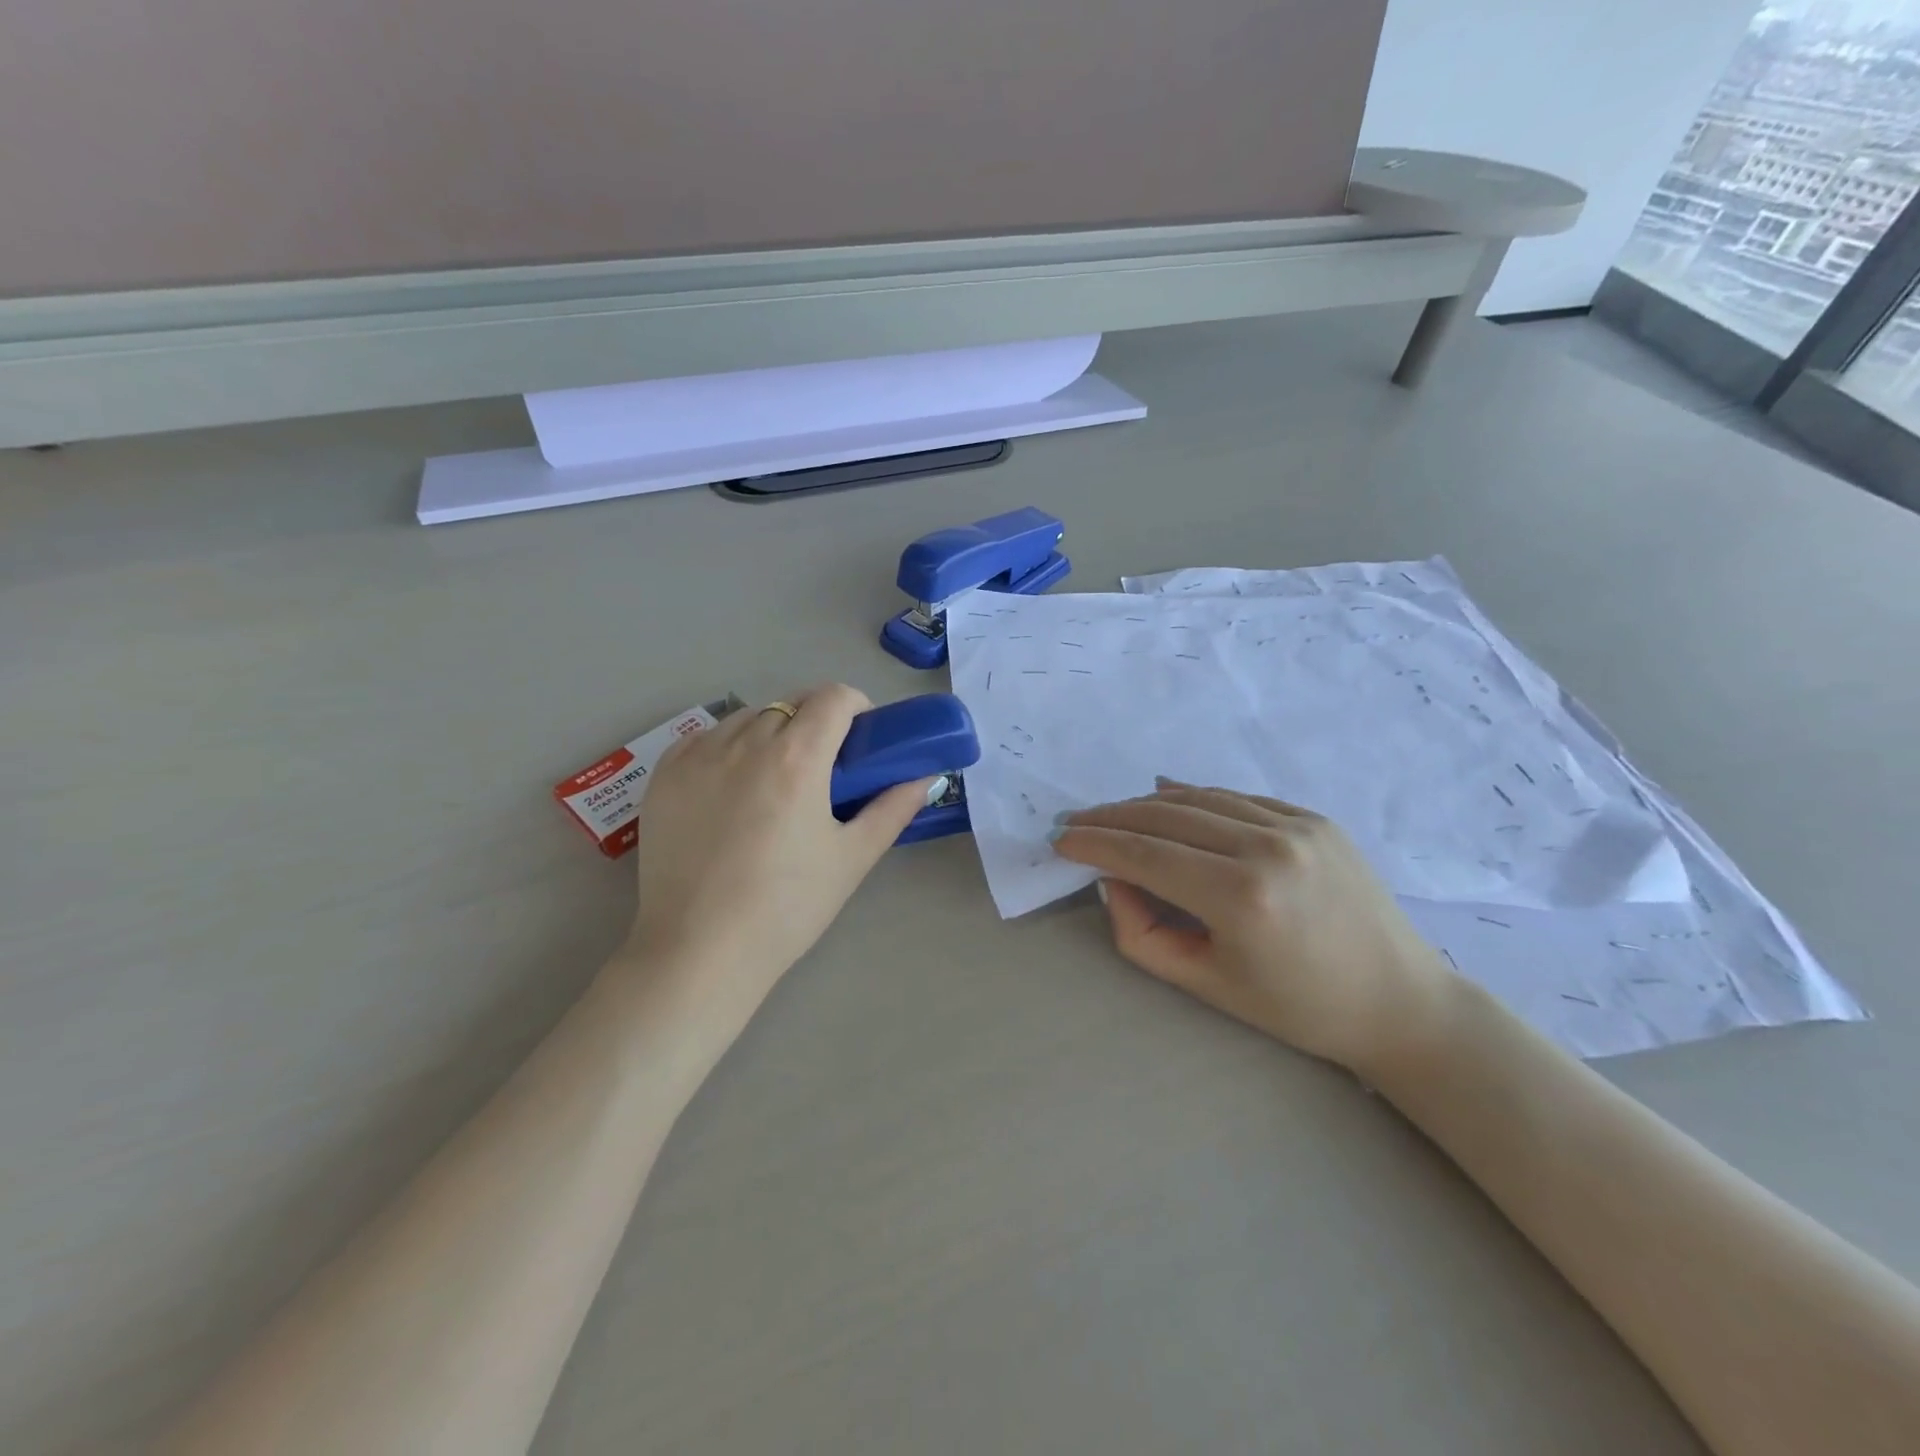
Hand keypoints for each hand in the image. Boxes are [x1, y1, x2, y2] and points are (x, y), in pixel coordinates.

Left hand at [619, 684, 932, 1032]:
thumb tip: (924, 778)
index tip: (860, 737)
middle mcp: (745, 743)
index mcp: (796, 759)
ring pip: (747, 717)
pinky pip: (705, 738)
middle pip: (791, 704)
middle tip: (823, 768)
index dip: (855, 707)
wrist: (699, 950)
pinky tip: (731, 787)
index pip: (833, 698)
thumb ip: (892, 809)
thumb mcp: (851, 858)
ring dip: (771, 732)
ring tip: (774, 780)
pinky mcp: (664, 775)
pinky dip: (727, 747)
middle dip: (815, 723)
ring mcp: (698, 756)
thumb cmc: (787, 907)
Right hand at [1052, 780, 1457, 1073]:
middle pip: (1165, 816)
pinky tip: (1166, 796)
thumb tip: (1113, 879)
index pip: (1145, 855)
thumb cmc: (1296, 1007)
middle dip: (1111, 817)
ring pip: (1198, 798)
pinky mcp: (1314, 818)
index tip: (1061, 840)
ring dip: (1147, 803)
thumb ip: (1141, 933)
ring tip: (1113, 813)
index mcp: (1241, 897)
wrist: (1399, 1002)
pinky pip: (1236, 797)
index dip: (1095, 844)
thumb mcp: (1205, 984)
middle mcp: (1267, 847)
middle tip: (1076, 822)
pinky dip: (1194, 796)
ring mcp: (1296, 825)